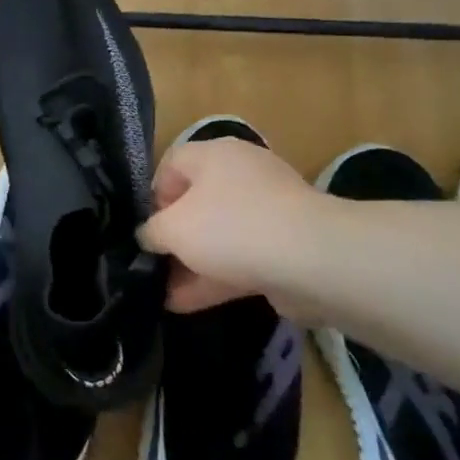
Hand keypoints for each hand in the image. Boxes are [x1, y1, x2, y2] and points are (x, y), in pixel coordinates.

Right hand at [137, 138, 328, 311]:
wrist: (313, 261)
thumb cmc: (230, 228)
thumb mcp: (173, 228)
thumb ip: (151, 232)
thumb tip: (149, 237)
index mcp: (215, 155)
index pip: (171, 165)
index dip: (152, 196)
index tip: (146, 229)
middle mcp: (242, 175)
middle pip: (196, 202)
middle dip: (173, 237)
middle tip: (154, 263)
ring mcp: (268, 211)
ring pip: (219, 235)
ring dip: (191, 264)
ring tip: (163, 292)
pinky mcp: (286, 246)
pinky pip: (242, 259)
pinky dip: (215, 278)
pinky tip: (185, 304)